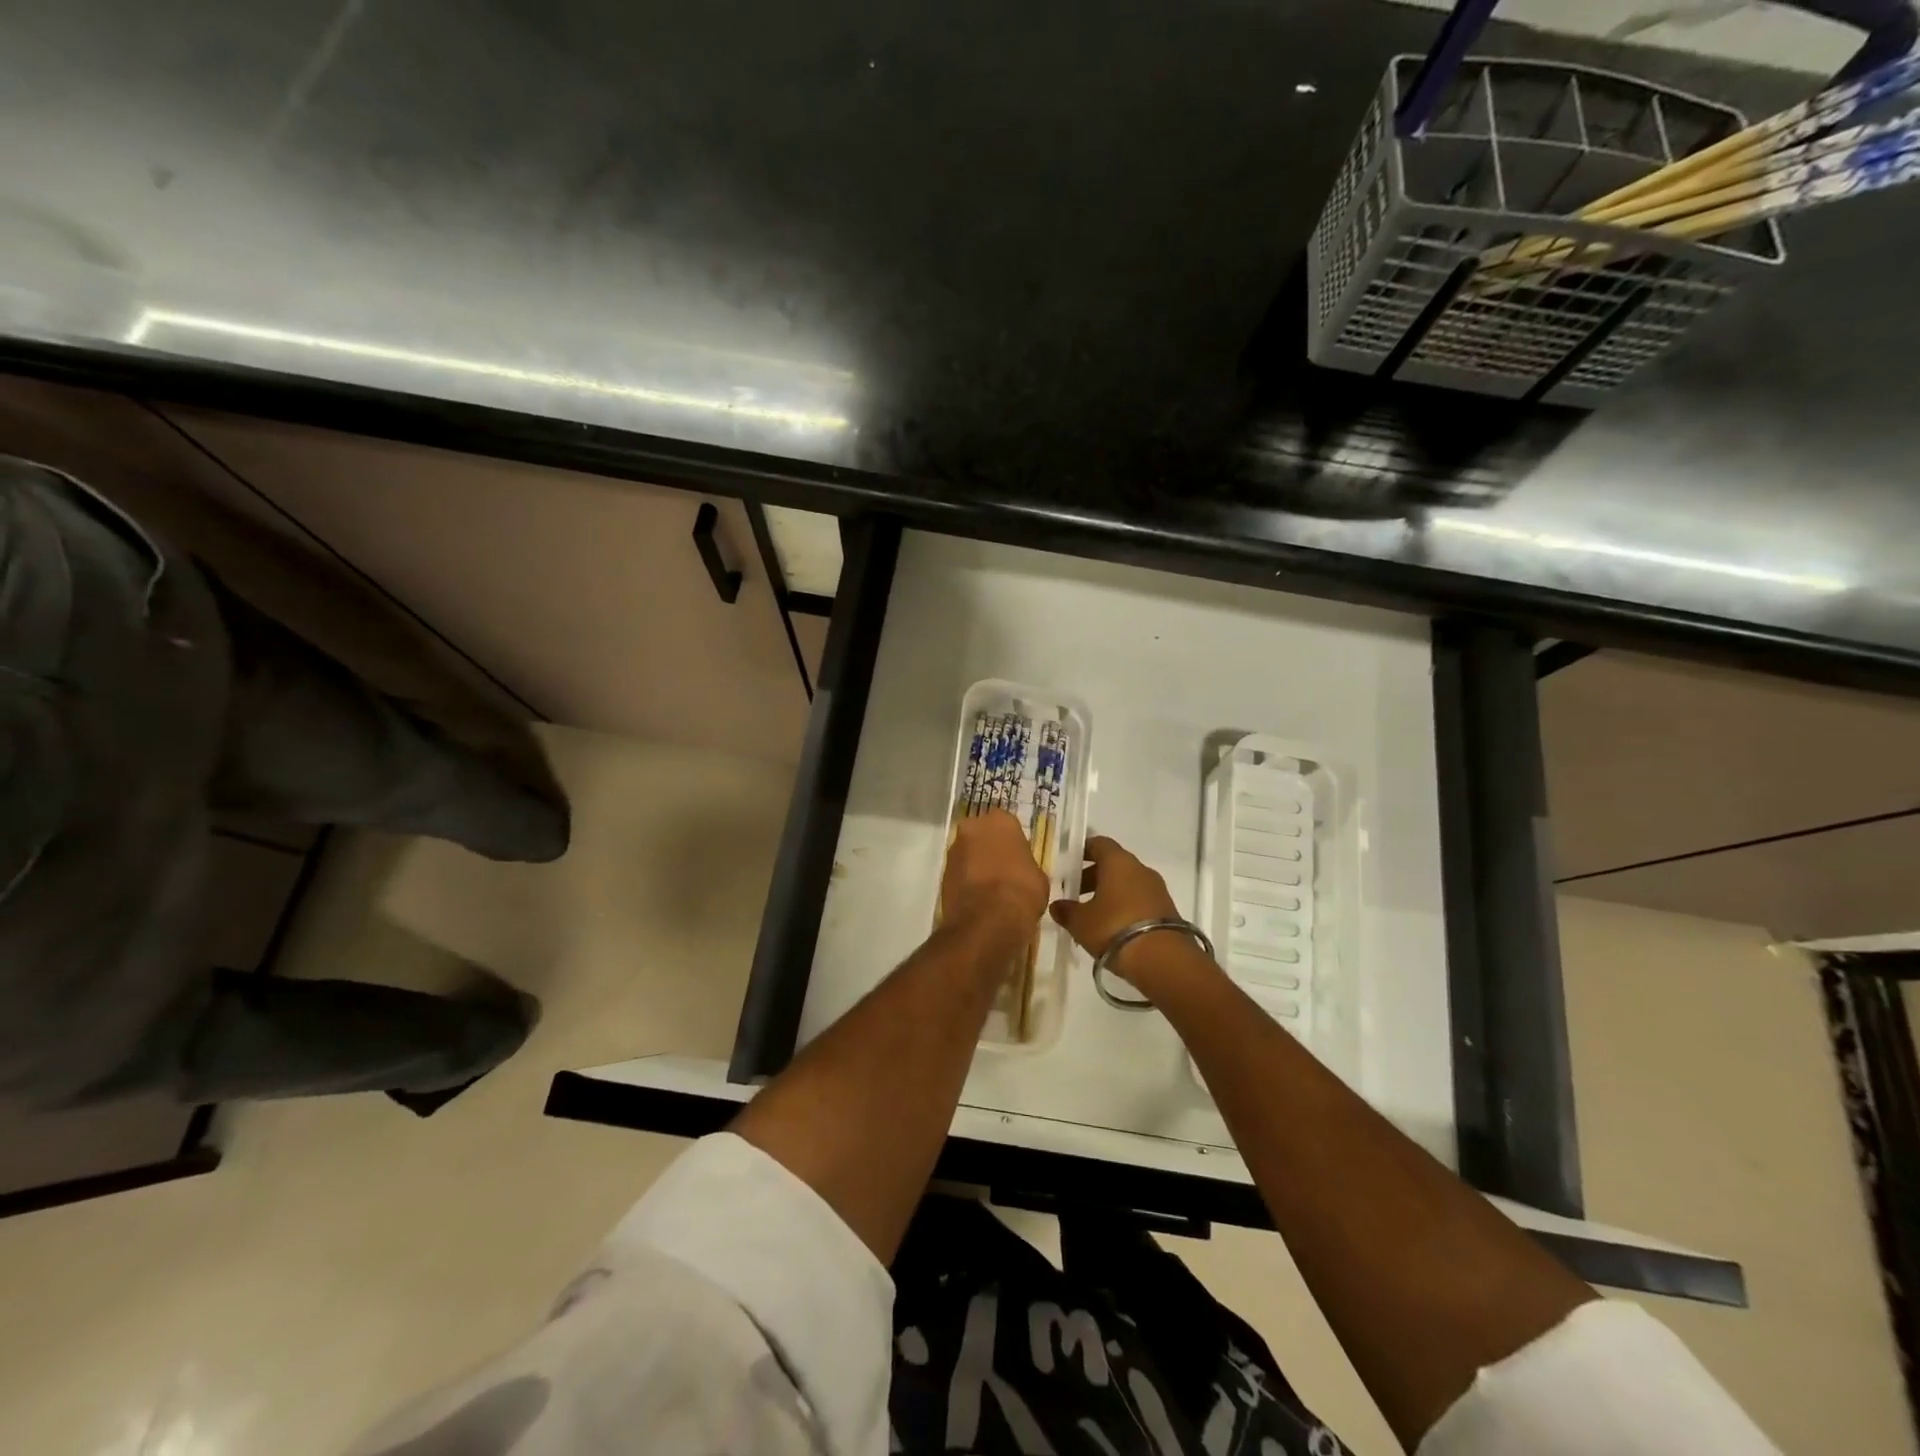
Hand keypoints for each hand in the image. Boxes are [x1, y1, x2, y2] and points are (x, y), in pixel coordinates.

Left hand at [940, 809, 1049, 939]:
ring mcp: (954, 850)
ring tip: (990, 889)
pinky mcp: (942, 874)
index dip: (1013, 843)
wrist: (988, 920)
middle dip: (990, 849)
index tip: (1019, 859)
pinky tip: (979, 899)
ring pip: (968, 853)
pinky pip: (959, 873)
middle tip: (1004, 871)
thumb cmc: (1022, 891)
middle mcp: (972, 828)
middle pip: (983, 835)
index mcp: (1000, 821)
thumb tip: (1021, 871)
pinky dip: (967, 882)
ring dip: (976, 865)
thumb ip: (1026, 865)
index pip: (1008, 825)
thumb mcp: (1039, 877)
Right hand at [1048, 835, 1182, 975]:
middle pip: (1114, 864)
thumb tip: (1057, 906)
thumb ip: (1066, 911)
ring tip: (1092, 914)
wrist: (1163, 960)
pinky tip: (1113, 927)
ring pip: (1128, 883)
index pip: (1099, 843)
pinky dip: (1125, 906)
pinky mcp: (1167, 910)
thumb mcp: (1081, 922)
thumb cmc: (1114, 929)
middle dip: (1093, 876)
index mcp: (1118, 862)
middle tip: (1075, 893)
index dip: (1083, 851)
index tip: (1069, 863)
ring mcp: (1157, 889)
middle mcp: (1140, 869)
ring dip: (1110, 893)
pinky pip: (1140, 900)